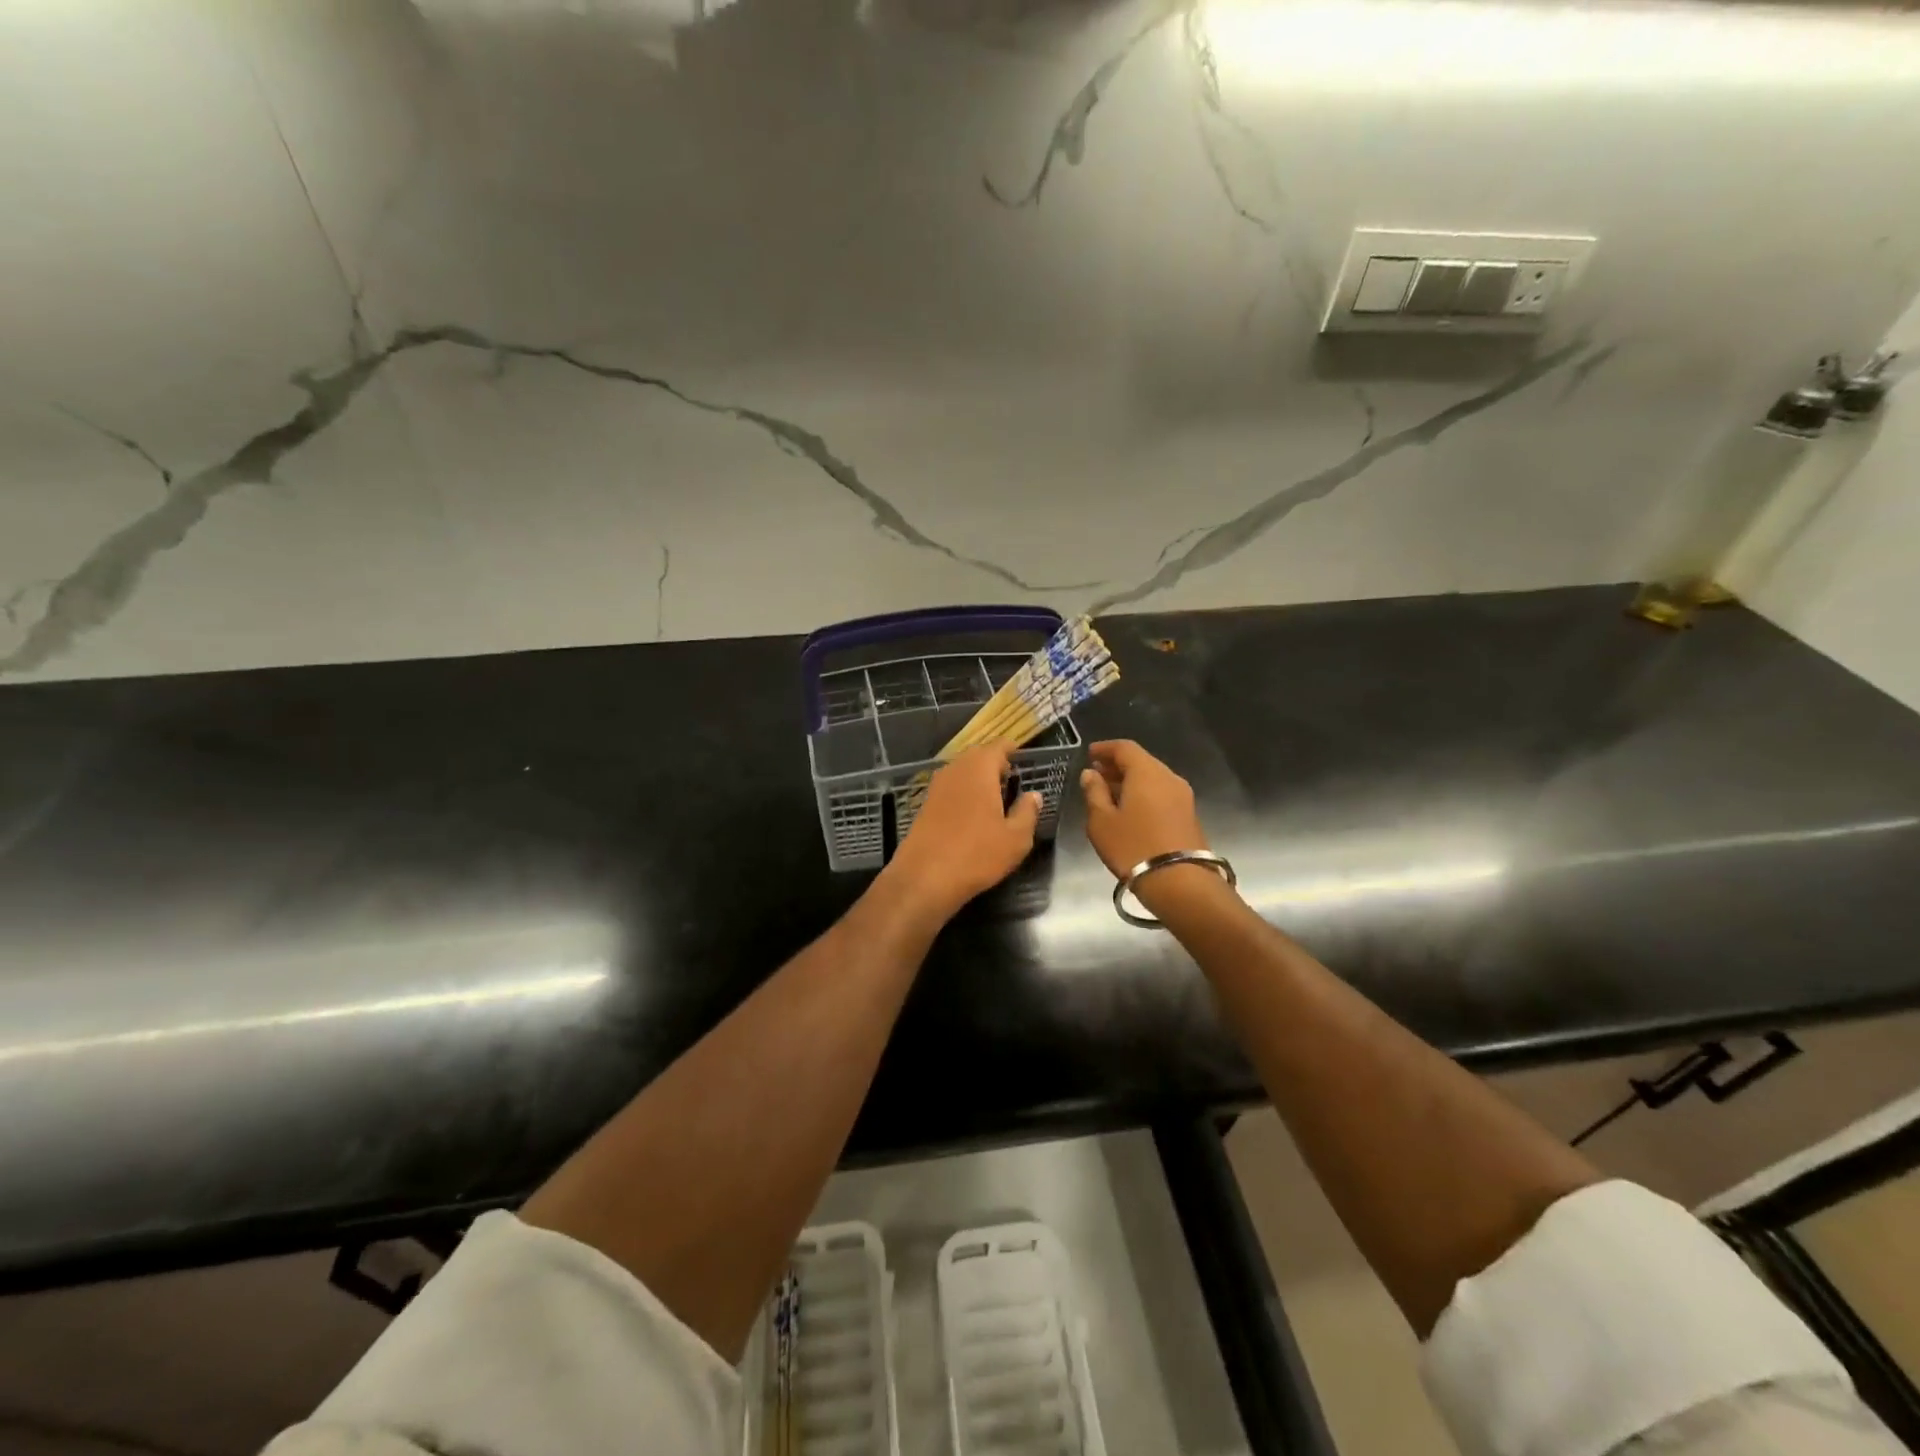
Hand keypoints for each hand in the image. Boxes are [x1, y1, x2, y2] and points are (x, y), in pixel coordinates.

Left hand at [880, 744, 1040, 922]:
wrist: (924, 878)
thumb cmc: (977, 854)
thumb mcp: (1015, 838)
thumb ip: (1027, 812)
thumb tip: (1033, 795)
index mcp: (979, 769)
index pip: (998, 746)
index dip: (1012, 750)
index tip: (1023, 758)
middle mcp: (955, 769)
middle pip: (977, 756)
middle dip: (994, 763)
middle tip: (1011, 779)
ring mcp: (936, 786)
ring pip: (961, 771)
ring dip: (977, 778)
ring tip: (994, 796)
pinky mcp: (924, 804)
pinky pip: (950, 787)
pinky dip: (962, 792)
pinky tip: (971, 813)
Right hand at [1079, 740, 1208, 877]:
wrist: (1180, 882)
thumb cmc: (1133, 847)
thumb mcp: (1101, 821)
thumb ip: (1094, 792)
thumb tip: (1090, 774)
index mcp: (1146, 772)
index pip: (1125, 748)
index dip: (1105, 748)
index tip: (1089, 754)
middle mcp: (1168, 777)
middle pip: (1141, 762)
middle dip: (1117, 766)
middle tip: (1097, 775)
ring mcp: (1183, 796)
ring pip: (1152, 778)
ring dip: (1130, 782)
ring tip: (1109, 794)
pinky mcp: (1189, 814)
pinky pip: (1161, 794)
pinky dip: (1143, 794)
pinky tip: (1129, 810)